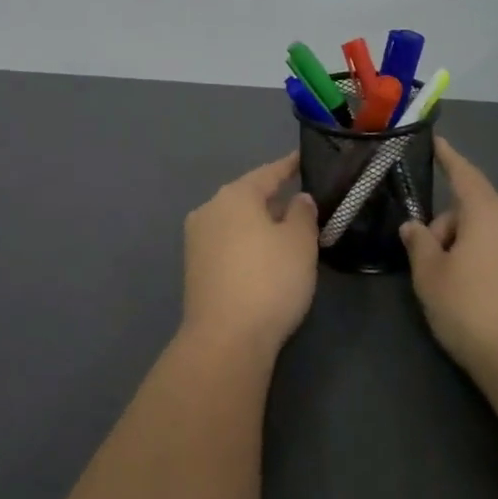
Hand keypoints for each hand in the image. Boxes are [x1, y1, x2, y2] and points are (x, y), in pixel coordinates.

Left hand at [179, 152, 318, 359]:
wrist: (224, 340)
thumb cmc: (268, 281)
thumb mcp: (299, 244)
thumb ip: (302, 214)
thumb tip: (298, 199)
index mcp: (235, 195)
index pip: (268, 173)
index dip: (289, 166)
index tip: (304, 158)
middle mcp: (210, 209)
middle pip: (248, 196)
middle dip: (274, 198)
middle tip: (301, 201)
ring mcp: (197, 239)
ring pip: (236, 221)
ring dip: (259, 223)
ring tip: (286, 230)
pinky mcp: (194, 268)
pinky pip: (227, 243)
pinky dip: (246, 243)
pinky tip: (263, 257)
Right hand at [399, 138, 497, 383]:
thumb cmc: (473, 310)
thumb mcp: (430, 277)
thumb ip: (420, 245)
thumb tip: (415, 227)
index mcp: (489, 212)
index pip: (464, 174)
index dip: (448, 158)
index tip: (438, 140)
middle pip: (477, 211)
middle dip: (451, 228)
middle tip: (431, 264)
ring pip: (496, 235)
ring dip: (473, 248)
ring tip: (457, 286)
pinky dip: (495, 266)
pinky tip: (485, 301)